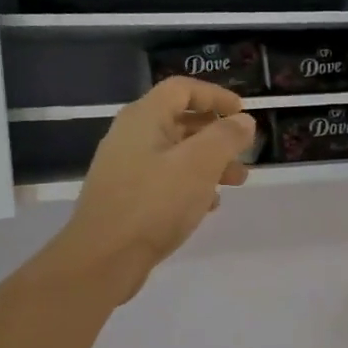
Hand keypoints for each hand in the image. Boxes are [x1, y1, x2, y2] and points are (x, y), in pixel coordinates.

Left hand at [52, 79, 255, 304]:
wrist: (103, 258)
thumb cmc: (154, 203)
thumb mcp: (199, 165)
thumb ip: (226, 137)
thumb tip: (243, 121)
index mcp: (144, 118)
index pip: (182, 89)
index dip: (216, 96)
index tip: (243, 113)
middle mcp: (131, 136)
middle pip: (180, 120)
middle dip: (217, 134)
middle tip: (244, 152)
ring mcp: (125, 167)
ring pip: (175, 153)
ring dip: (209, 162)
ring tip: (236, 182)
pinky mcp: (126, 197)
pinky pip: (165, 179)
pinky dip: (191, 184)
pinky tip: (208, 205)